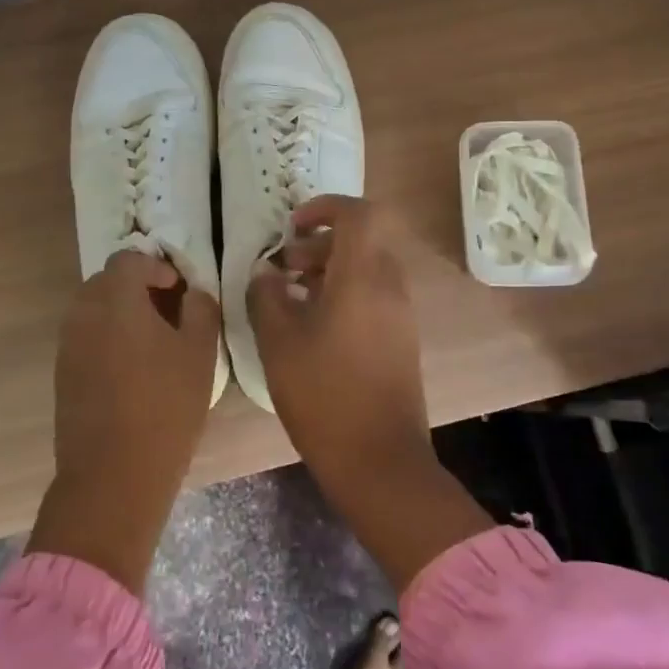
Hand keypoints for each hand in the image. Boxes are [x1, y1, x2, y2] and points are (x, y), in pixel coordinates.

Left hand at [28, 250, 219, 592]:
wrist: (114, 474)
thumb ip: (201, 309)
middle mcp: (84, 313)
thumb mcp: (200, 353)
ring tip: (152, 342)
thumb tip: (193, 292)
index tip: (179, 290)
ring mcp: (68, 344)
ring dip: (120, 313)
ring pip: (93, 309)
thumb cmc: (166, 407)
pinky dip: (106, 337)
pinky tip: (131, 369)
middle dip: (137, 287)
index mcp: (116, 300)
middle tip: (168, 312)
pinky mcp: (62, 373)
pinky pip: (85, 337)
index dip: (157, 267)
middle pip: (107, 281)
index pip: (130, 259)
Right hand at [247, 197, 491, 589]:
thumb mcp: (279, 343)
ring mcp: (401, 314)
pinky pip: (374, 295)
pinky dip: (344, 292)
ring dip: (329, 269)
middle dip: (319, 243)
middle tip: (283, 265)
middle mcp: (390, 286)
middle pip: (361, 240)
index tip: (292, 227)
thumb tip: (266, 271)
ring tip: (292, 295)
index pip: (358, 214)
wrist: (380, 460)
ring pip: (367, 268)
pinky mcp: (402, 338)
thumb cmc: (324, 395)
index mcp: (363, 277)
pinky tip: (314, 325)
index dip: (324, 207)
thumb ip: (267, 296)